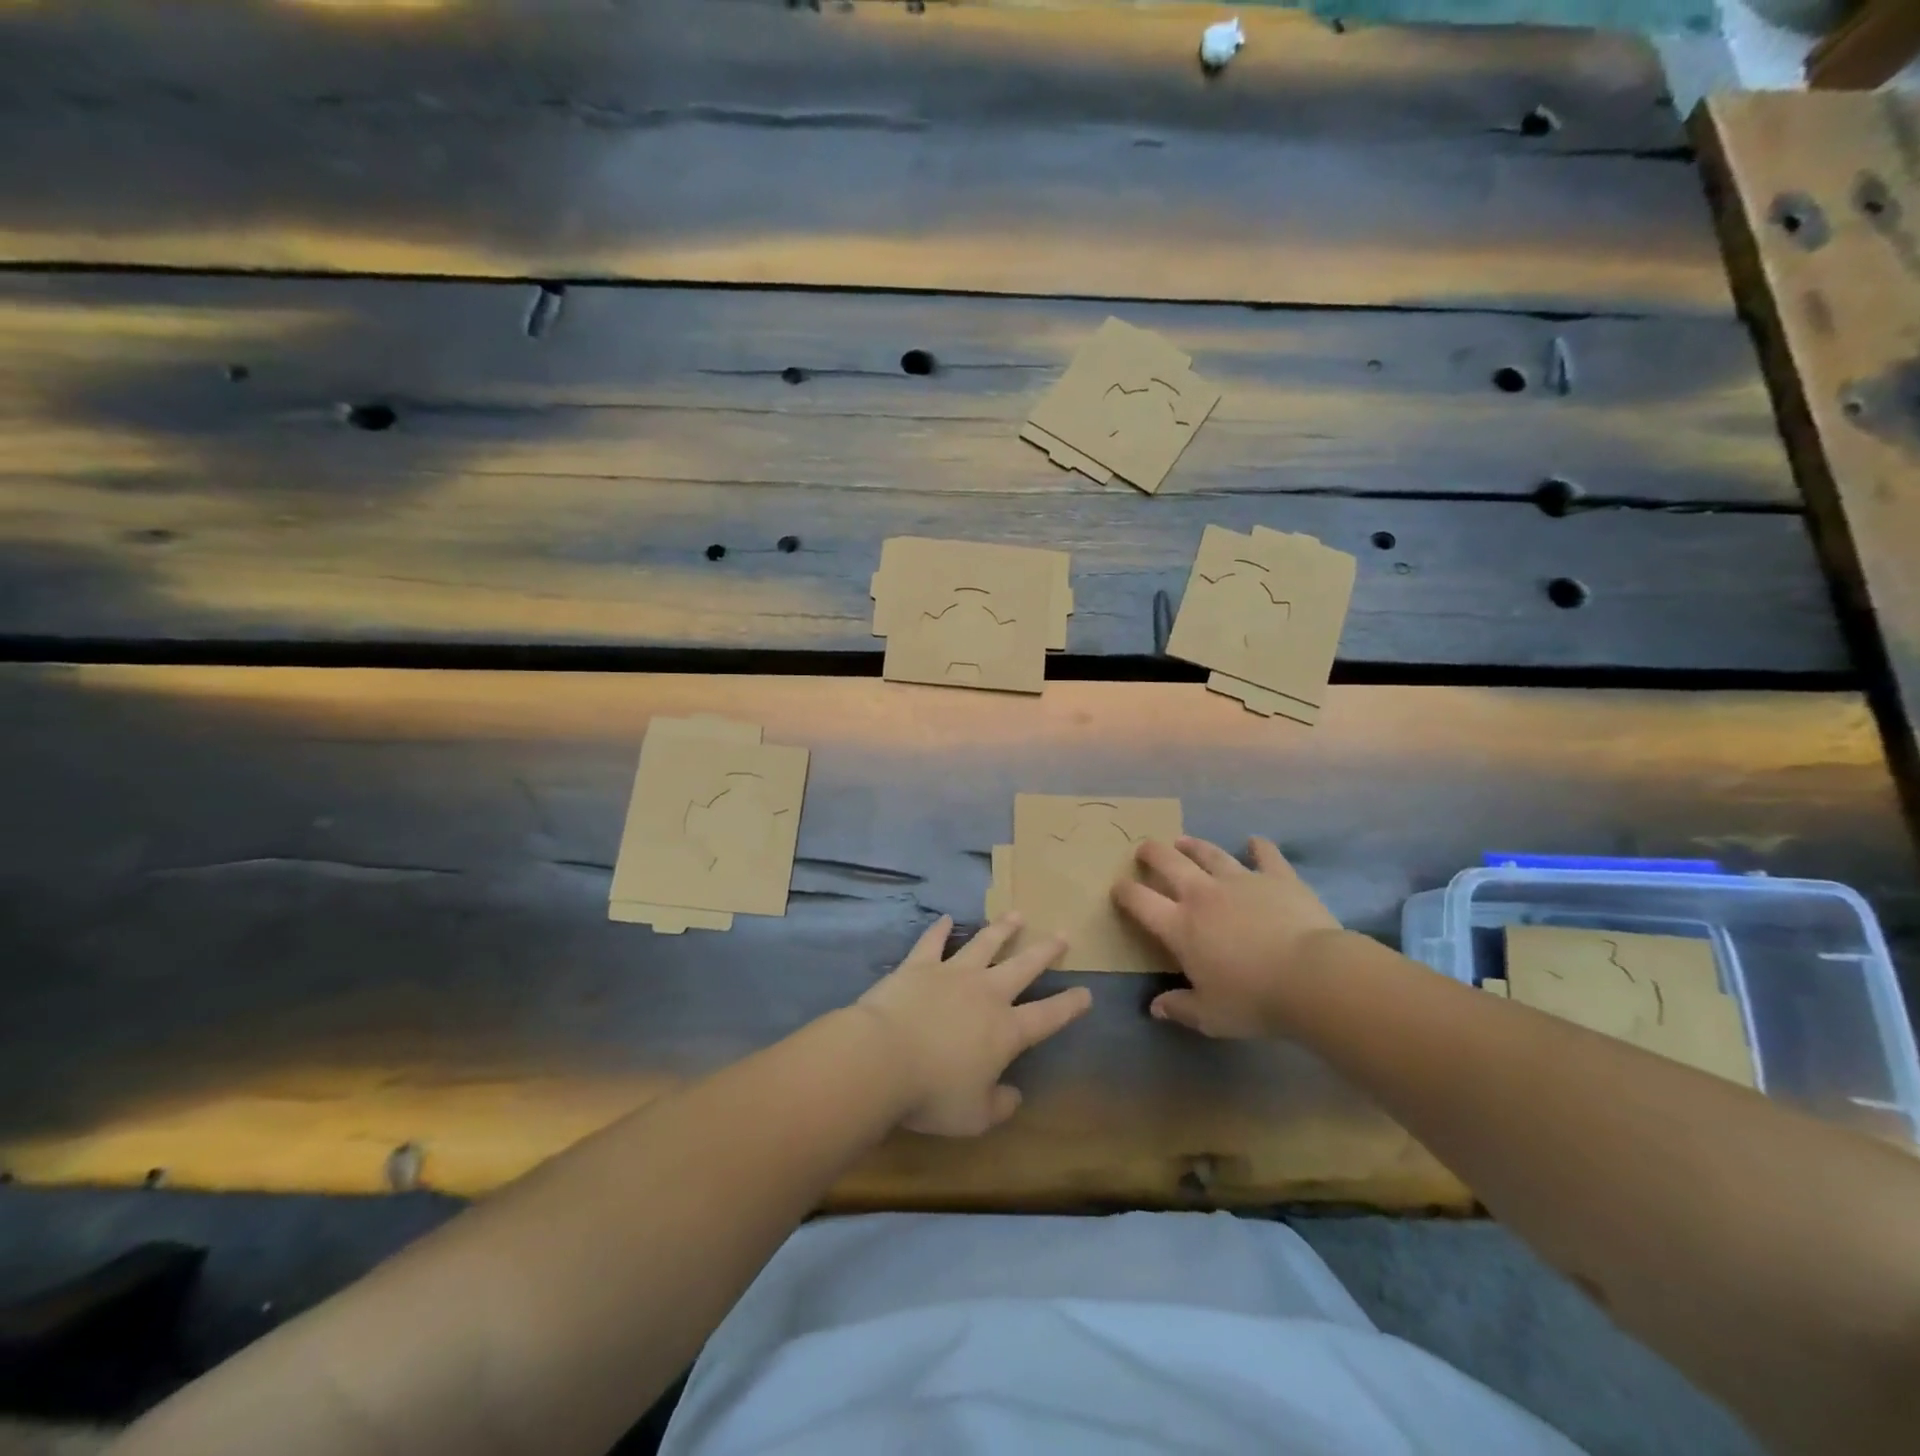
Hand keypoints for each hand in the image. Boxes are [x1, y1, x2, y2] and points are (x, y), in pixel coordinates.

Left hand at [855, 914, 1091, 1135]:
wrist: (883, 1057)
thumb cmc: (932, 1093)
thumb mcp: (973, 1116)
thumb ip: (999, 1106)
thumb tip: (1015, 1096)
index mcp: (1005, 1031)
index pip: (1047, 1016)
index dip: (1069, 1005)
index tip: (1087, 992)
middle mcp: (986, 993)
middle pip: (1022, 967)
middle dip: (1045, 951)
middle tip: (1062, 935)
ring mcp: (952, 973)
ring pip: (984, 944)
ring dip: (1002, 929)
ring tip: (1017, 915)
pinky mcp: (919, 965)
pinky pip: (933, 941)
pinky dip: (939, 929)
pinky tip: (945, 918)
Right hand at [1113, 836, 1343, 1038]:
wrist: (1312, 977)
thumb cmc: (1254, 1000)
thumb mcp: (1211, 1016)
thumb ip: (1180, 1008)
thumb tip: (1156, 1007)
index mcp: (1180, 926)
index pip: (1140, 902)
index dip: (1124, 892)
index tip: (1118, 888)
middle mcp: (1203, 895)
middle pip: (1168, 862)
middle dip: (1152, 853)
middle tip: (1144, 849)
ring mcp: (1240, 881)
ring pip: (1209, 853)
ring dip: (1193, 845)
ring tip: (1183, 840)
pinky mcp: (1277, 877)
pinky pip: (1265, 855)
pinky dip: (1258, 847)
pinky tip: (1254, 842)